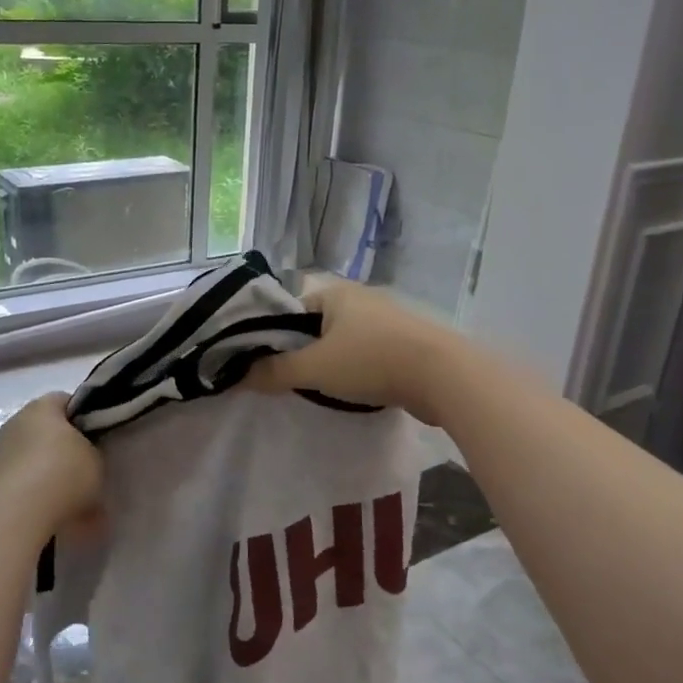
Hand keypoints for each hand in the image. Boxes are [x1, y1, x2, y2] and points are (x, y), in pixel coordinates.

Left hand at [0, 393, 101, 538]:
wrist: (21, 513)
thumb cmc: (65, 474)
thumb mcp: (96, 458)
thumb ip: (92, 449)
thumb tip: (86, 454)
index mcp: (42, 406)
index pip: (66, 401)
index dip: (84, 417)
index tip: (97, 438)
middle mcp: (16, 420)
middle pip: (45, 427)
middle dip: (62, 444)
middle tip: (83, 465)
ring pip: (30, 453)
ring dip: (45, 467)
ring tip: (66, 493)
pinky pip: (20, 477)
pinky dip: (32, 487)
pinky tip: (48, 506)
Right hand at [246, 276, 459, 426]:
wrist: (445, 376)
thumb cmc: (372, 361)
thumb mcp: (314, 368)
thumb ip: (274, 371)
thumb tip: (238, 376)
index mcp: (335, 291)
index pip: (289, 305)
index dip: (272, 332)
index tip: (262, 360)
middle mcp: (360, 298)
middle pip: (316, 324)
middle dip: (301, 349)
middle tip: (286, 377)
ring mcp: (386, 320)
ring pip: (343, 340)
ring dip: (329, 361)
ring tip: (316, 387)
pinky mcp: (405, 343)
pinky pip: (367, 353)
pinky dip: (355, 369)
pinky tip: (350, 391)